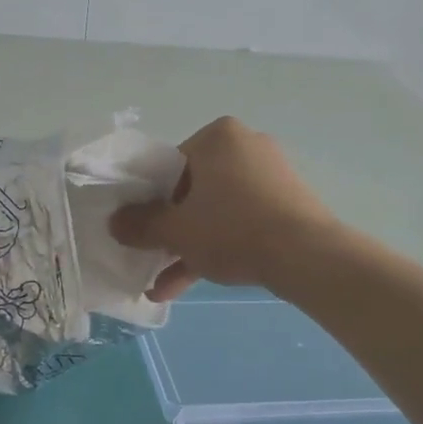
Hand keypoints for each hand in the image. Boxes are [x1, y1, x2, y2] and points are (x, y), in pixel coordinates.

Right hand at [110, 116, 338, 301]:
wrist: (307, 256)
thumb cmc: (232, 229)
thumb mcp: (177, 230)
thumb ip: (140, 224)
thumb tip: (114, 223)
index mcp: (218, 137)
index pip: (169, 165)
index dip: (150, 201)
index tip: (143, 230)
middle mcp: (246, 146)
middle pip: (193, 190)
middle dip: (170, 230)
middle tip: (152, 257)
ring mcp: (270, 175)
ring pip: (216, 211)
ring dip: (189, 247)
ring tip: (163, 287)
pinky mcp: (287, 203)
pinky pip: (241, 220)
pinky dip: (218, 246)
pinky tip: (189, 284)